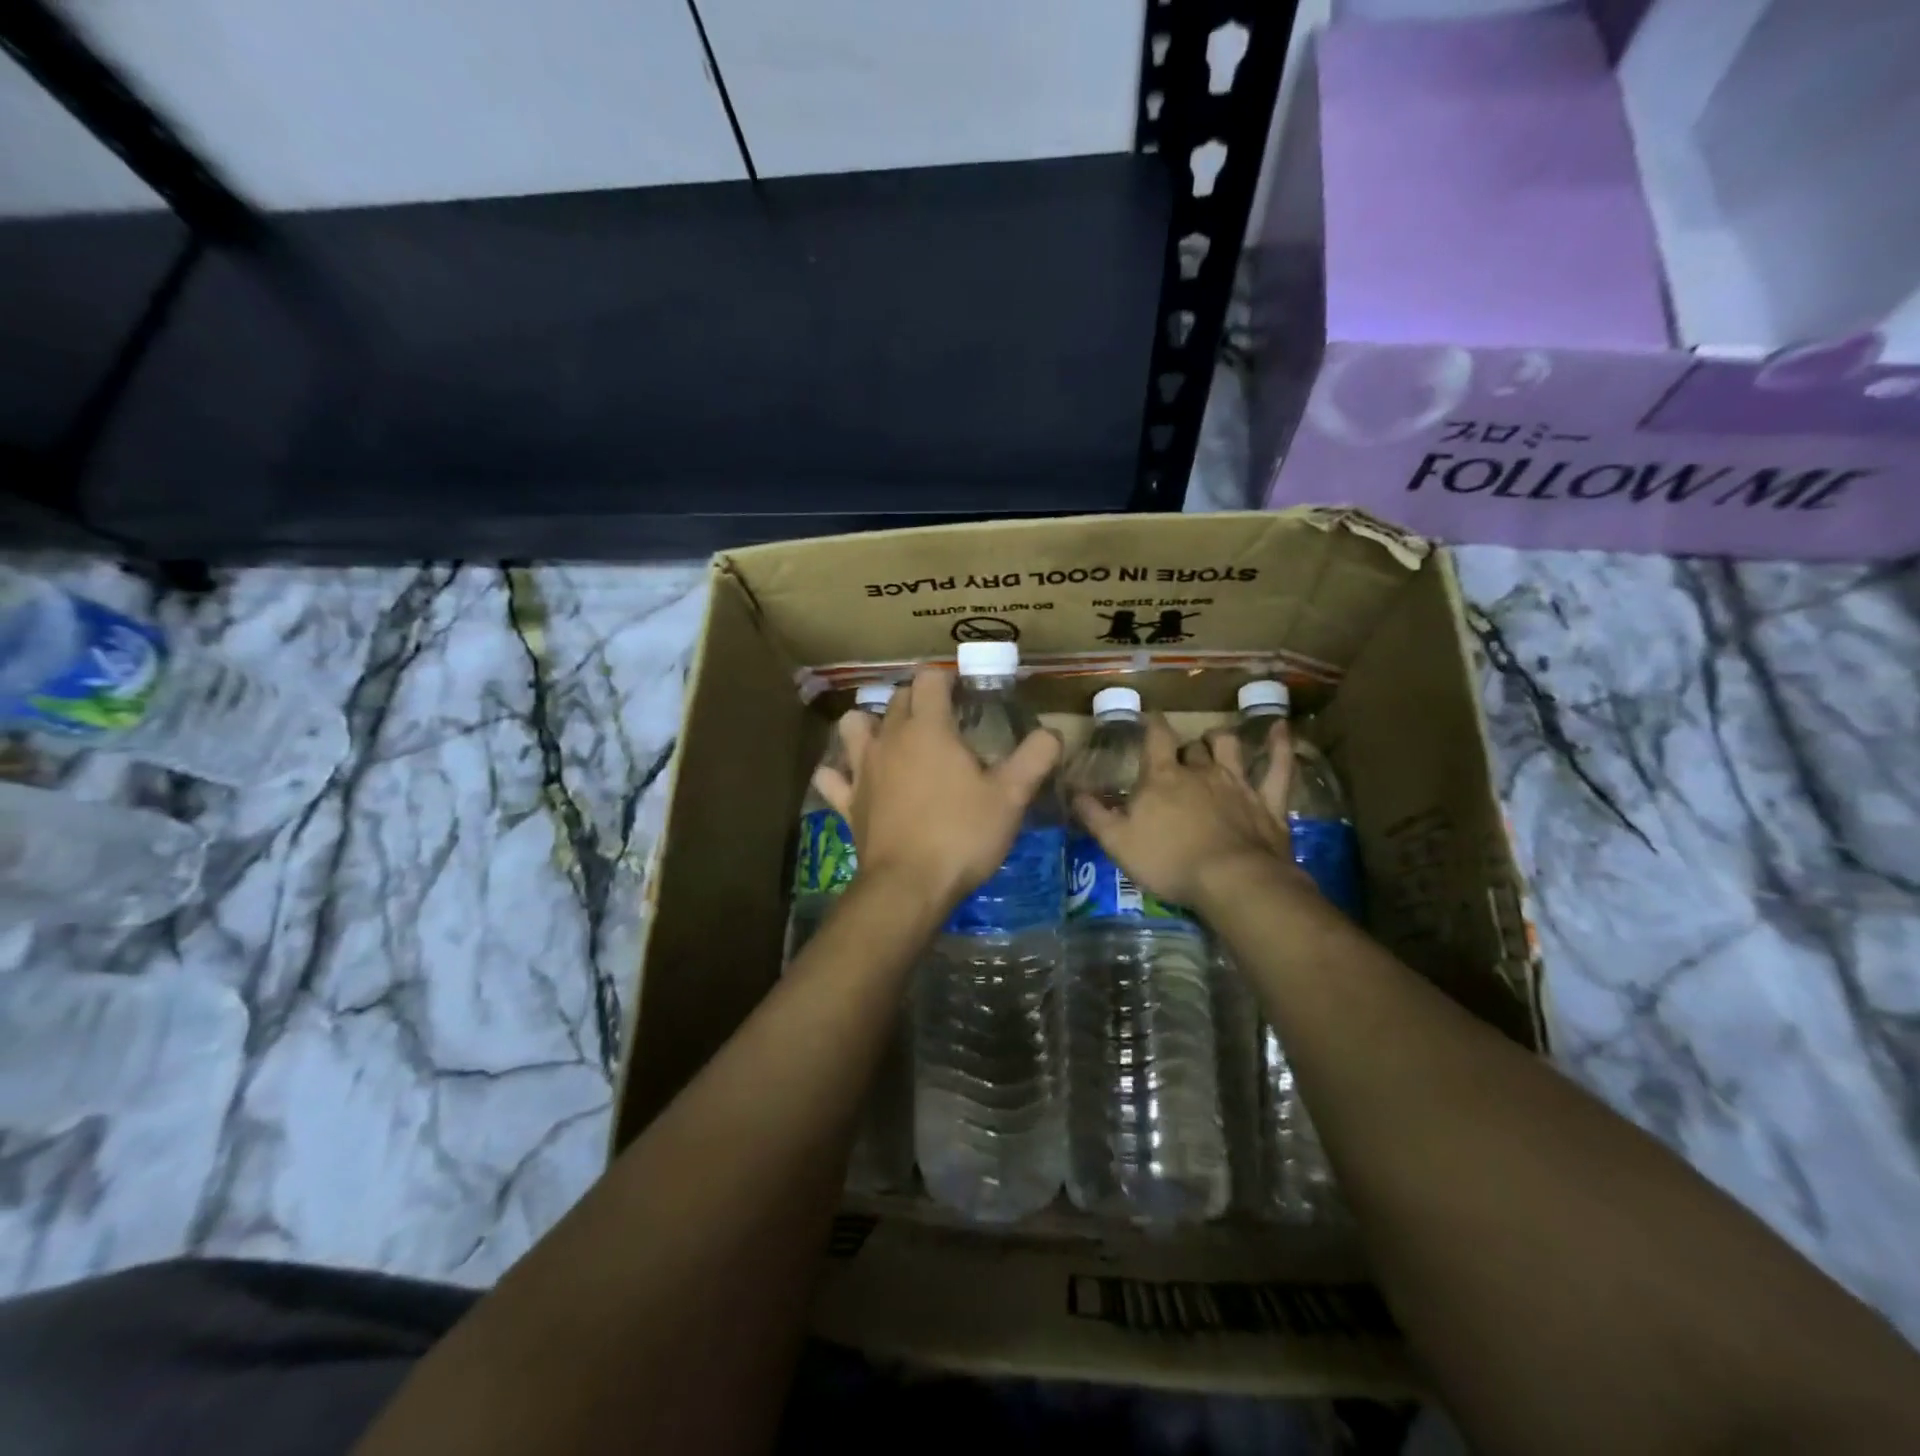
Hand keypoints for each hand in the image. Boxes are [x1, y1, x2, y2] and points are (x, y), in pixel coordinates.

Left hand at [813, 668, 1060, 911]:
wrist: (909, 886)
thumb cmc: (962, 834)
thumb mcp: (1011, 797)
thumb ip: (1036, 757)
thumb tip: (1053, 732)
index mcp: (928, 728)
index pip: (930, 679)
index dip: (947, 680)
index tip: (966, 697)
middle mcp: (889, 738)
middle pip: (897, 698)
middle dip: (919, 700)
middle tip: (945, 722)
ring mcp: (862, 769)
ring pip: (854, 725)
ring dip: (870, 724)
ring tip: (892, 738)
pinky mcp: (847, 802)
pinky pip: (832, 776)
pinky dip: (840, 772)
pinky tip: (854, 778)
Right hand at [1074, 713, 1305, 910]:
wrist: (1232, 881)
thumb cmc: (1169, 861)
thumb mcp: (1118, 843)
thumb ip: (1095, 815)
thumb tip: (1073, 791)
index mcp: (1163, 778)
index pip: (1156, 739)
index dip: (1151, 726)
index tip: (1149, 719)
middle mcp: (1200, 771)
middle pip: (1192, 748)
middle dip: (1185, 748)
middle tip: (1179, 756)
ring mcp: (1238, 783)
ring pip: (1230, 748)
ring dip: (1221, 741)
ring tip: (1216, 740)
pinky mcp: (1268, 801)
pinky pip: (1278, 766)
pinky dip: (1281, 746)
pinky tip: (1282, 729)